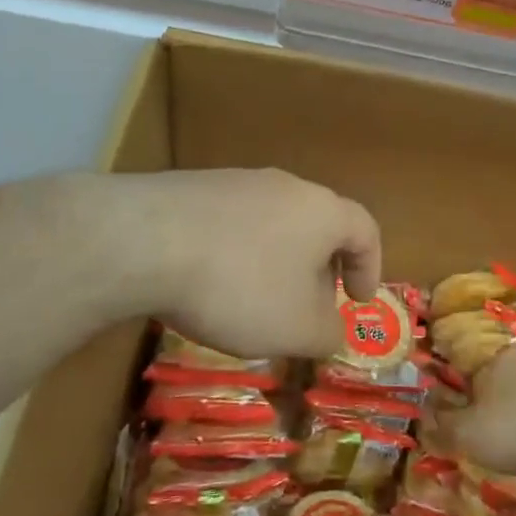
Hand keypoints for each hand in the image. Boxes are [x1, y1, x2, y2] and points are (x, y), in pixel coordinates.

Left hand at [105, 169, 381, 359]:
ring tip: (255, 302)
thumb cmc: (240, 285)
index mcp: (322, 211)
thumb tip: (333, 330)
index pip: (365, 230)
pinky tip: (210, 284)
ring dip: (275, 263)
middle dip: (319, 270)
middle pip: (317, 225)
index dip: (370, 268)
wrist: (145, 240)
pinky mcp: (193, 188)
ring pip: (272, 224)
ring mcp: (236, 181)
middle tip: (308, 309)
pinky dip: (235, 254)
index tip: (358, 301)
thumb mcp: (297, 328)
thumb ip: (328, 334)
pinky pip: (231, 223)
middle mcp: (285, 185)